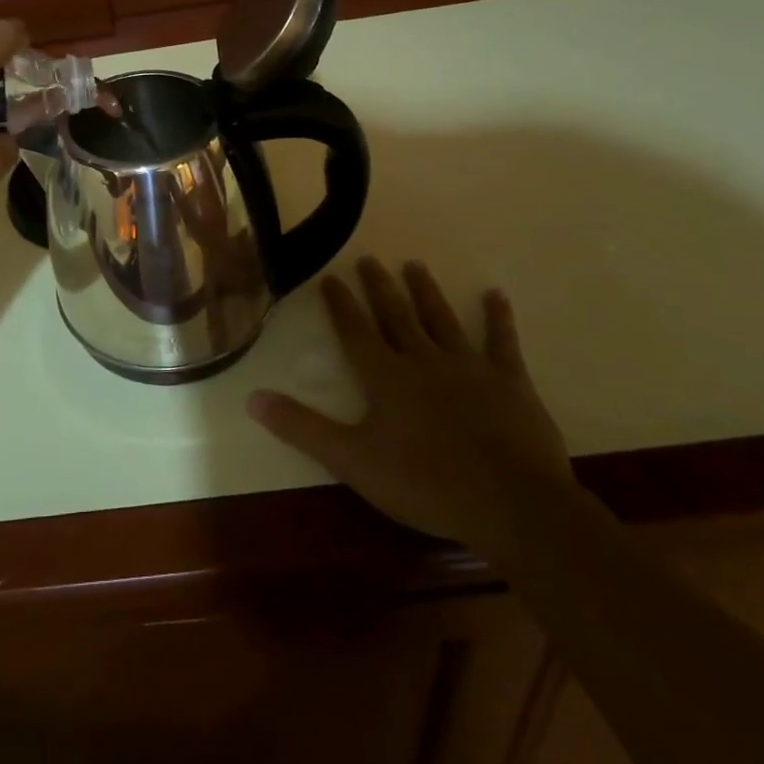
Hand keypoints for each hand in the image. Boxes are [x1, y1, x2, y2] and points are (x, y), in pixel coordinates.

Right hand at [248, 258, 571, 548]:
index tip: (330, 277)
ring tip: (415, 265)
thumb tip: (251, 397)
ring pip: (441, 319)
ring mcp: (469, 367)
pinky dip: (498, 318)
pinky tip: (495, 295)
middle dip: (379, 287)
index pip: (354, 331)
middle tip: (369, 259)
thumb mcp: (352, 460)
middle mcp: (423, 359)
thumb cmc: (425, 483)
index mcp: (385, 376)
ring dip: (426, 292)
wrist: (511, 504)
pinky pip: (501, 342)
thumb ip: (302, 427)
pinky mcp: (510, 383)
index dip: (340, 304)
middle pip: (396, 315)